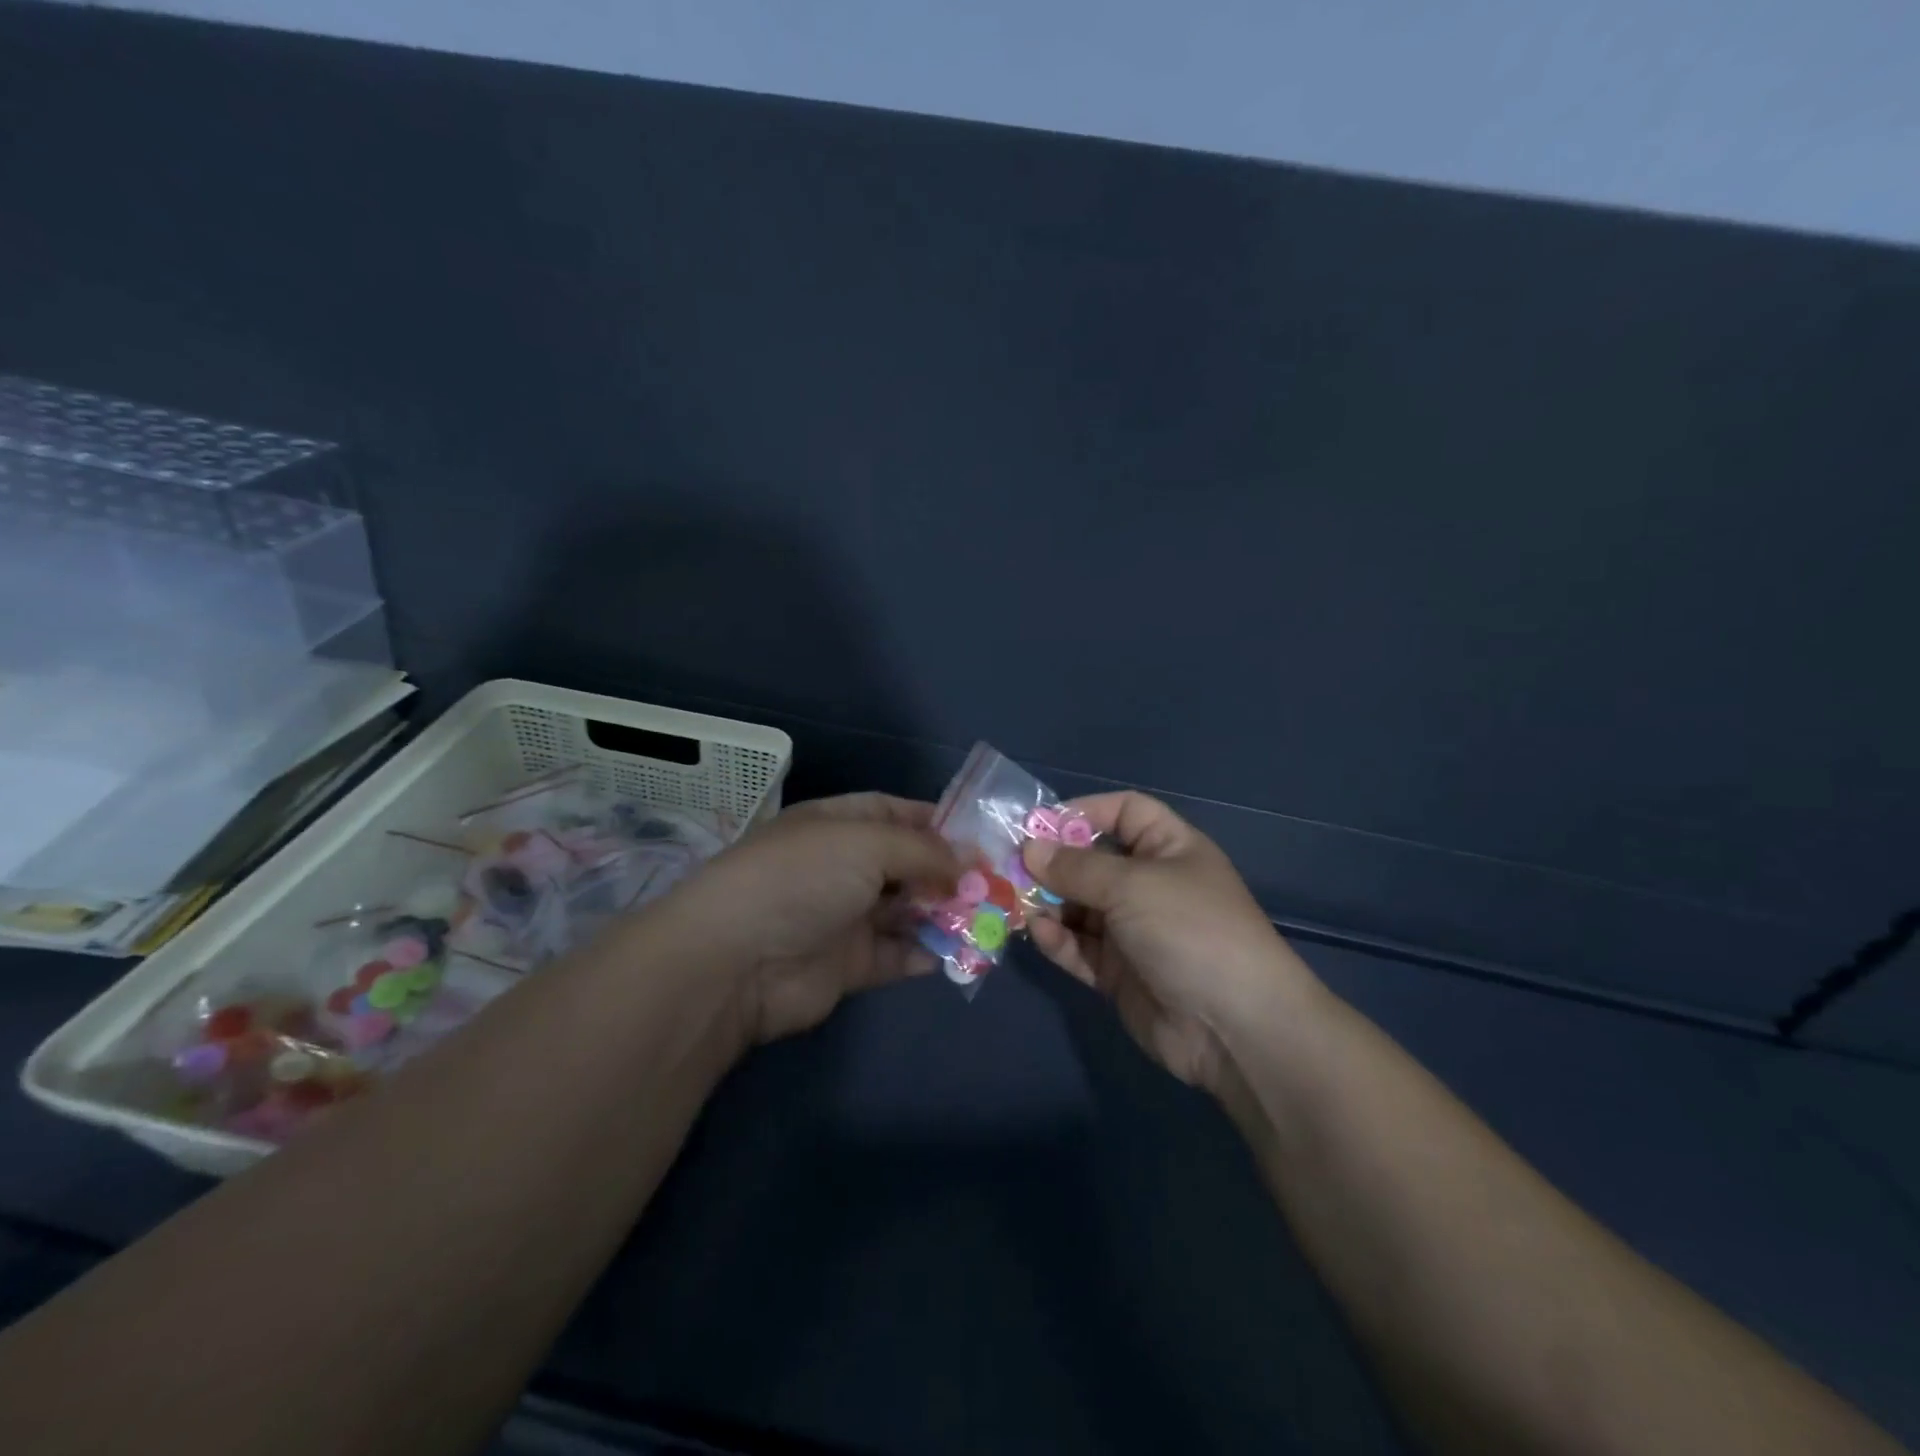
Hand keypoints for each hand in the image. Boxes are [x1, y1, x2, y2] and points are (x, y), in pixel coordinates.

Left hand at [661, 793, 960, 1045]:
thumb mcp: (867, 843)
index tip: (980, 835)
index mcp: (837, 825)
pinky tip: (957, 953)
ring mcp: (845, 916)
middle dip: (949, 871)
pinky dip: (926, 954)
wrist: (737, 961)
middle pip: (906, 863)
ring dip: (944, 913)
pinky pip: (897, 955)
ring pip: (907, 910)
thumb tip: (971, 859)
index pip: (894, 812)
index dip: (936, 820)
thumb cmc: (802, 879)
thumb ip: (925, 850)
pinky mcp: (849, 964)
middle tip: (995, 882)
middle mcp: (842, 867)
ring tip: (988, 918)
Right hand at [1023, 792, 1317, 1091]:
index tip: (1039, 825)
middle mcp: (1151, 885)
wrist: (1233, 1027)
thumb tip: (1029, 849)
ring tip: (1013, 900)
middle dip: (1053, 863)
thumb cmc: (1189, 930)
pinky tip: (1039, 933)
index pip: (1124, 812)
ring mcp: (1135, 931)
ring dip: (1049, 903)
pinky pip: (1081, 948)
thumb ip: (1076, 867)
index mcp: (1169, 849)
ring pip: (1080, 907)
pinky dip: (1059, 940)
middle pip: (1093, 861)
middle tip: (1008, 865)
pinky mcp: (1120, 973)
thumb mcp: (1132, 885)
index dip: (1084, 812)